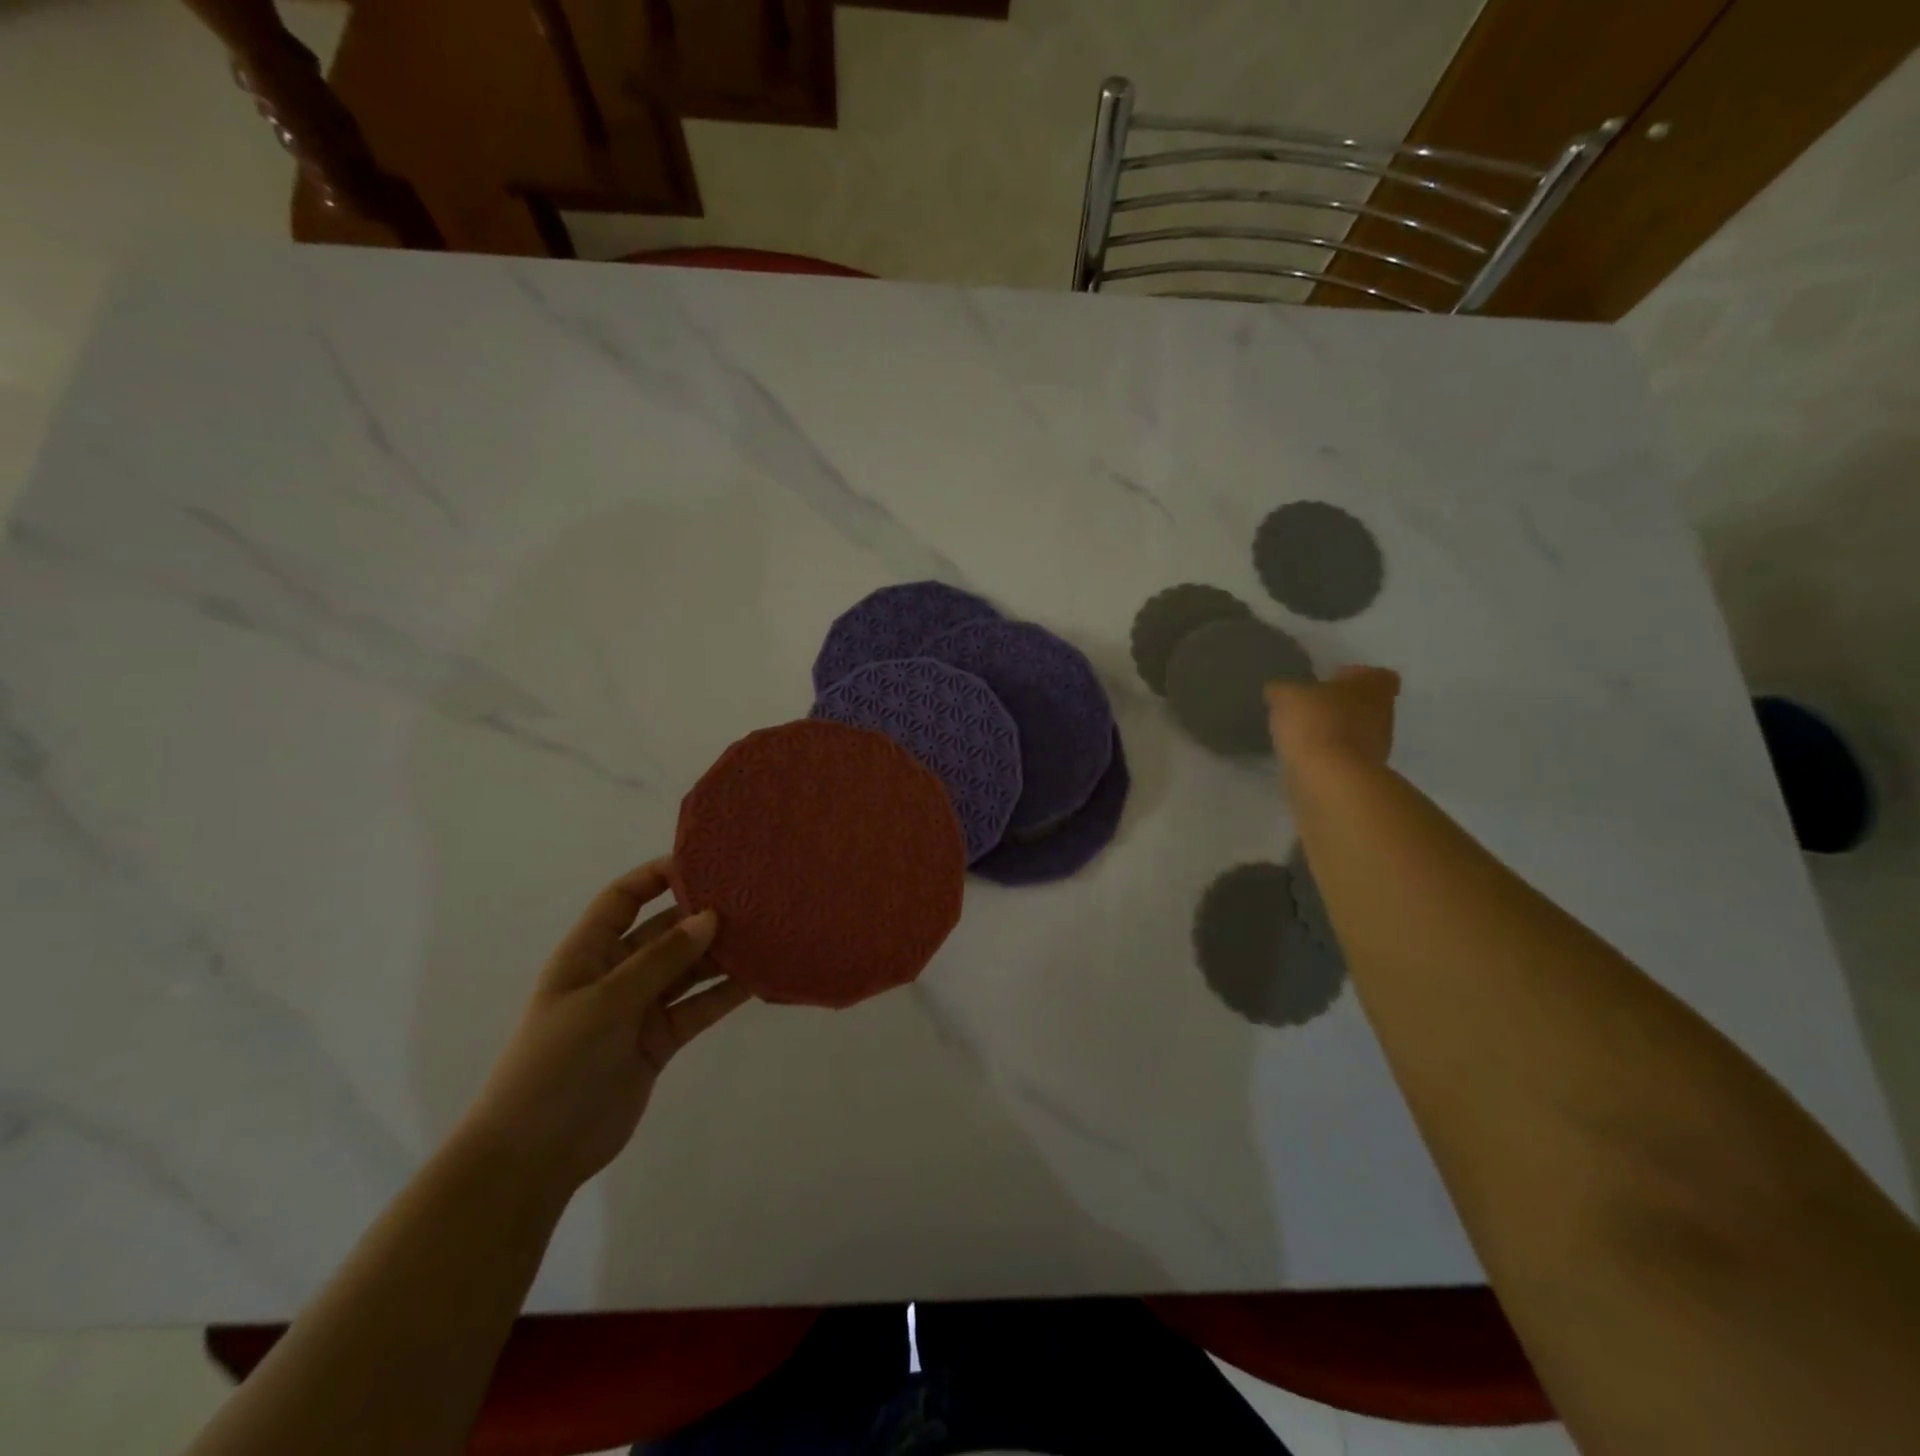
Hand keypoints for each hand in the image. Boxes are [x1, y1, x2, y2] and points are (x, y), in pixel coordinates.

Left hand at [456, 860, 749, 1201]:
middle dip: (700, 915)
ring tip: (765, 933)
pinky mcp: (659, 1041)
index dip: (656, 876)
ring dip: (720, 954)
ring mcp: (639, 1009)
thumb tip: (709, 916)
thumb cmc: (556, 1063)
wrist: (534, 1156)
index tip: (703, 861)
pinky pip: (697, 1007)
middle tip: (751, 898)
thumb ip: (660, 960)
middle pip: (663, 932)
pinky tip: (758, 978)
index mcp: (587, 954)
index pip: (622, 899)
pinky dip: (724, 994)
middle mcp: (616, 974)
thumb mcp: (606, 1002)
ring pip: (687, 970)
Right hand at [1266, 665, 1400, 773]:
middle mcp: (1383, 715)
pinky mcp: (1360, 774)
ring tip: (1299, 734)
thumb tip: (1277, 690)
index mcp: (1373, 687)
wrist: (1329, 779)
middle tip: (1307, 708)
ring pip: (1354, 732)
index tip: (1329, 681)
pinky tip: (1300, 756)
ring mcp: (1375, 748)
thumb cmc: (1316, 723)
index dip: (1353, 675)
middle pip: (1365, 704)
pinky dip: (1325, 756)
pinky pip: (1341, 757)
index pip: (1376, 674)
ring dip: (1331, 732)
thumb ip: (1282, 689)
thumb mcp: (1286, 695)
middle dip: (1339, 706)